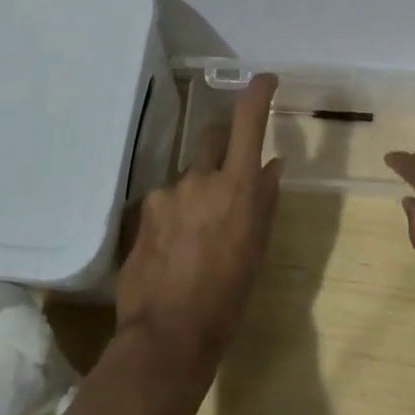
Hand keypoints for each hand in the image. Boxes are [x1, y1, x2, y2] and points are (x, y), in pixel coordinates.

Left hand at [114, 72, 282, 408]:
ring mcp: (166, 192)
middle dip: (223, 142)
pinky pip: (165, 198)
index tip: (265, 79)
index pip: (248, 119)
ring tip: (199, 230)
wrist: (168, 335)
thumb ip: (264, 199)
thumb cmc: (229, 296)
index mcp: (237, 185)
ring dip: (198, 186)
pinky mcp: (142, 210)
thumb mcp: (257, 248)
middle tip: (230, 170)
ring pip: (188, 173)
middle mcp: (200, 177)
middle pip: (211, 135)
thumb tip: (272, 164)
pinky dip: (175, 210)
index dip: (258, 91)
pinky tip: (175, 245)